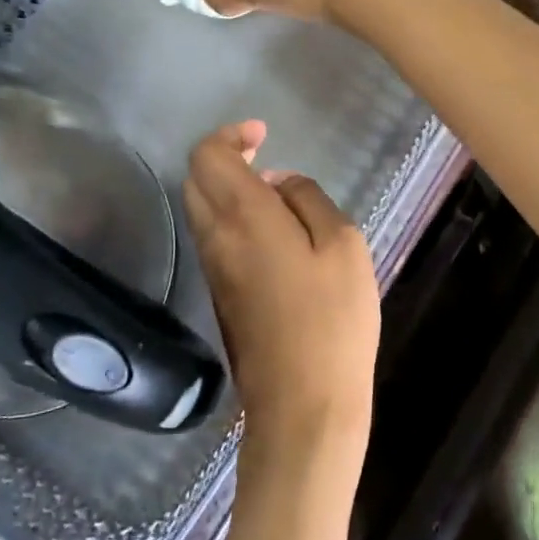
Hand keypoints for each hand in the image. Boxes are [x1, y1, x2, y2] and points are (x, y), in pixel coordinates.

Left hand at [183, 121, 380, 461]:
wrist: (303, 404)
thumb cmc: (332, 319)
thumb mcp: (342, 245)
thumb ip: (308, 200)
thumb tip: (279, 184)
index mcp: (243, 217)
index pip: (208, 156)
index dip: (230, 136)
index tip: (262, 135)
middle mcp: (216, 238)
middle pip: (196, 181)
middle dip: (223, 159)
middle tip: (263, 157)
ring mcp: (213, 271)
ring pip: (201, 211)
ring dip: (227, 190)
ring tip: (276, 195)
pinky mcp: (219, 297)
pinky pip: (215, 240)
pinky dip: (232, 220)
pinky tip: (273, 235)